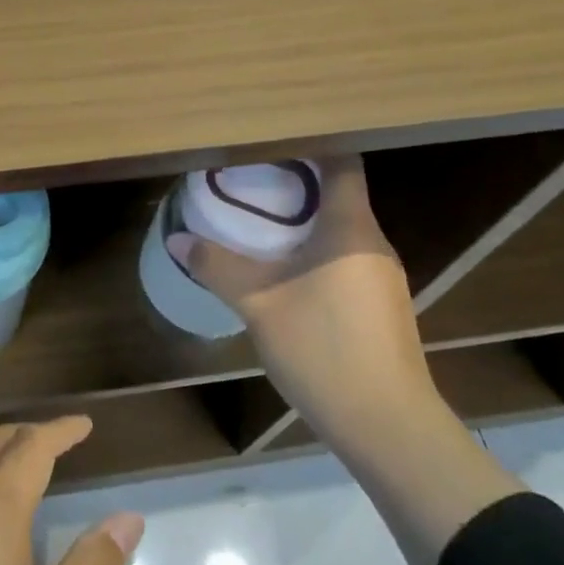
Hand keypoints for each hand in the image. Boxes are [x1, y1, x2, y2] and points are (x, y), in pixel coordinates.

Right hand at [166, 155, 438, 448]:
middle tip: (247, 178)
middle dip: (294, 184)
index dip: (310, 145)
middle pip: (338, 195)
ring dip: (302, 222)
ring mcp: (381, 277)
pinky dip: (314, 252)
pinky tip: (283, 271)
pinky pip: (343, 259)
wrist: (386, 425)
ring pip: (339, 231)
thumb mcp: (259, 305)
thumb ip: (217, 267)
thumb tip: (177, 240)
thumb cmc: (323, 349)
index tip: (270, 139)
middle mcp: (373, 243)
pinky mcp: (379, 306)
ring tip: (257, 221)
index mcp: (351, 229)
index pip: (342, 163)